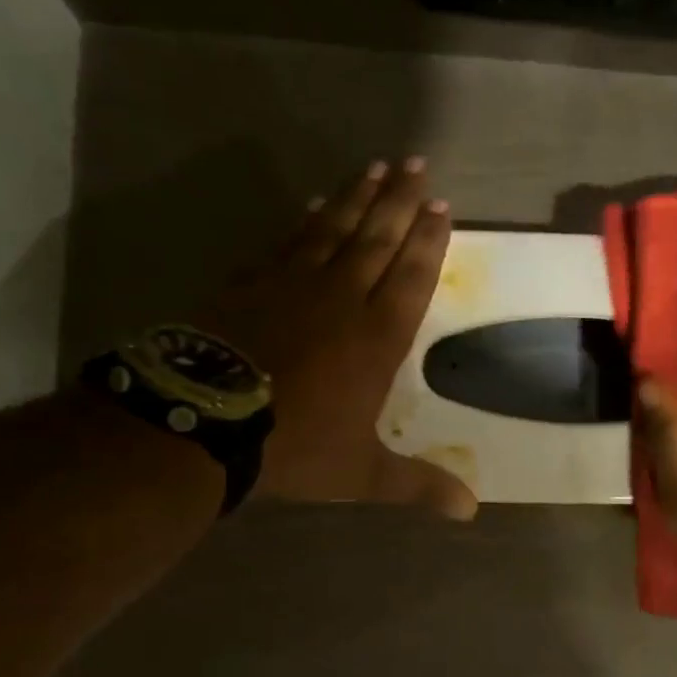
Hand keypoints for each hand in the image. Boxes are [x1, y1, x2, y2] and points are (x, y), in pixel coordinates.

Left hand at [202, 158, 477, 519]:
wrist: (205, 422)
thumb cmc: (295, 447)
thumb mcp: (364, 474)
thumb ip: (418, 485)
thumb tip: (471, 511)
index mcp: (377, 338)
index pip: (412, 277)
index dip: (429, 241)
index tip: (443, 207)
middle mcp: (342, 299)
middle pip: (378, 239)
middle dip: (401, 202)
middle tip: (418, 166)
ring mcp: (293, 285)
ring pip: (335, 229)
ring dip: (358, 197)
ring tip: (378, 168)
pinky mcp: (251, 282)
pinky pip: (287, 241)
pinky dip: (306, 219)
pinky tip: (314, 202)